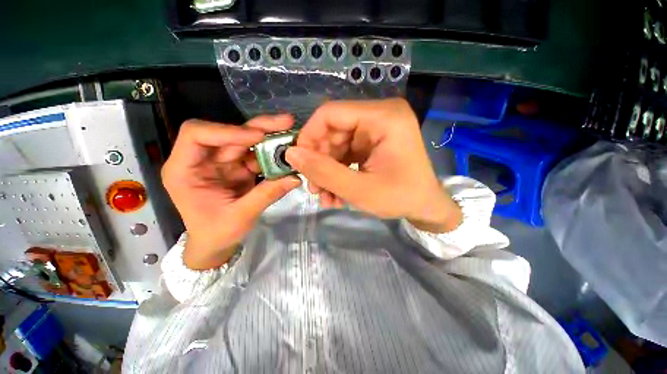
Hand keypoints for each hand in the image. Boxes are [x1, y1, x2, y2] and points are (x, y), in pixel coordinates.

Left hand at [162, 116, 301, 269]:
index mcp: (185, 170)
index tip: (258, 137)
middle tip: (286, 122)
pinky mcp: (238, 168)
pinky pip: (256, 156)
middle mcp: (203, 160)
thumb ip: (267, 195)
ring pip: (245, 142)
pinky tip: (287, 152)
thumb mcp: (240, 217)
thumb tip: (295, 178)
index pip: (197, 135)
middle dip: (258, 127)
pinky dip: (272, 154)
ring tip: (291, 133)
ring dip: (269, 138)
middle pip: (229, 134)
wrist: (215, 244)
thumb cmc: (216, 233)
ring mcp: (222, 163)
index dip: (227, 131)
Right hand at [286, 99, 461, 232]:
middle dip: (319, 161)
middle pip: (332, 130)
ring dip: (327, 170)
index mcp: (383, 117)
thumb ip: (323, 172)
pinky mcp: (373, 143)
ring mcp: (376, 129)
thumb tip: (291, 154)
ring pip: (336, 144)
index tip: (299, 162)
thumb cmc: (401, 198)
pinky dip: (337, 171)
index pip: (331, 113)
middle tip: (313, 187)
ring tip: (325, 196)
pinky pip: (346, 152)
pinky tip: (335, 192)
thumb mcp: (359, 190)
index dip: (309, 136)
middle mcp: (380, 116)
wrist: (426, 207)